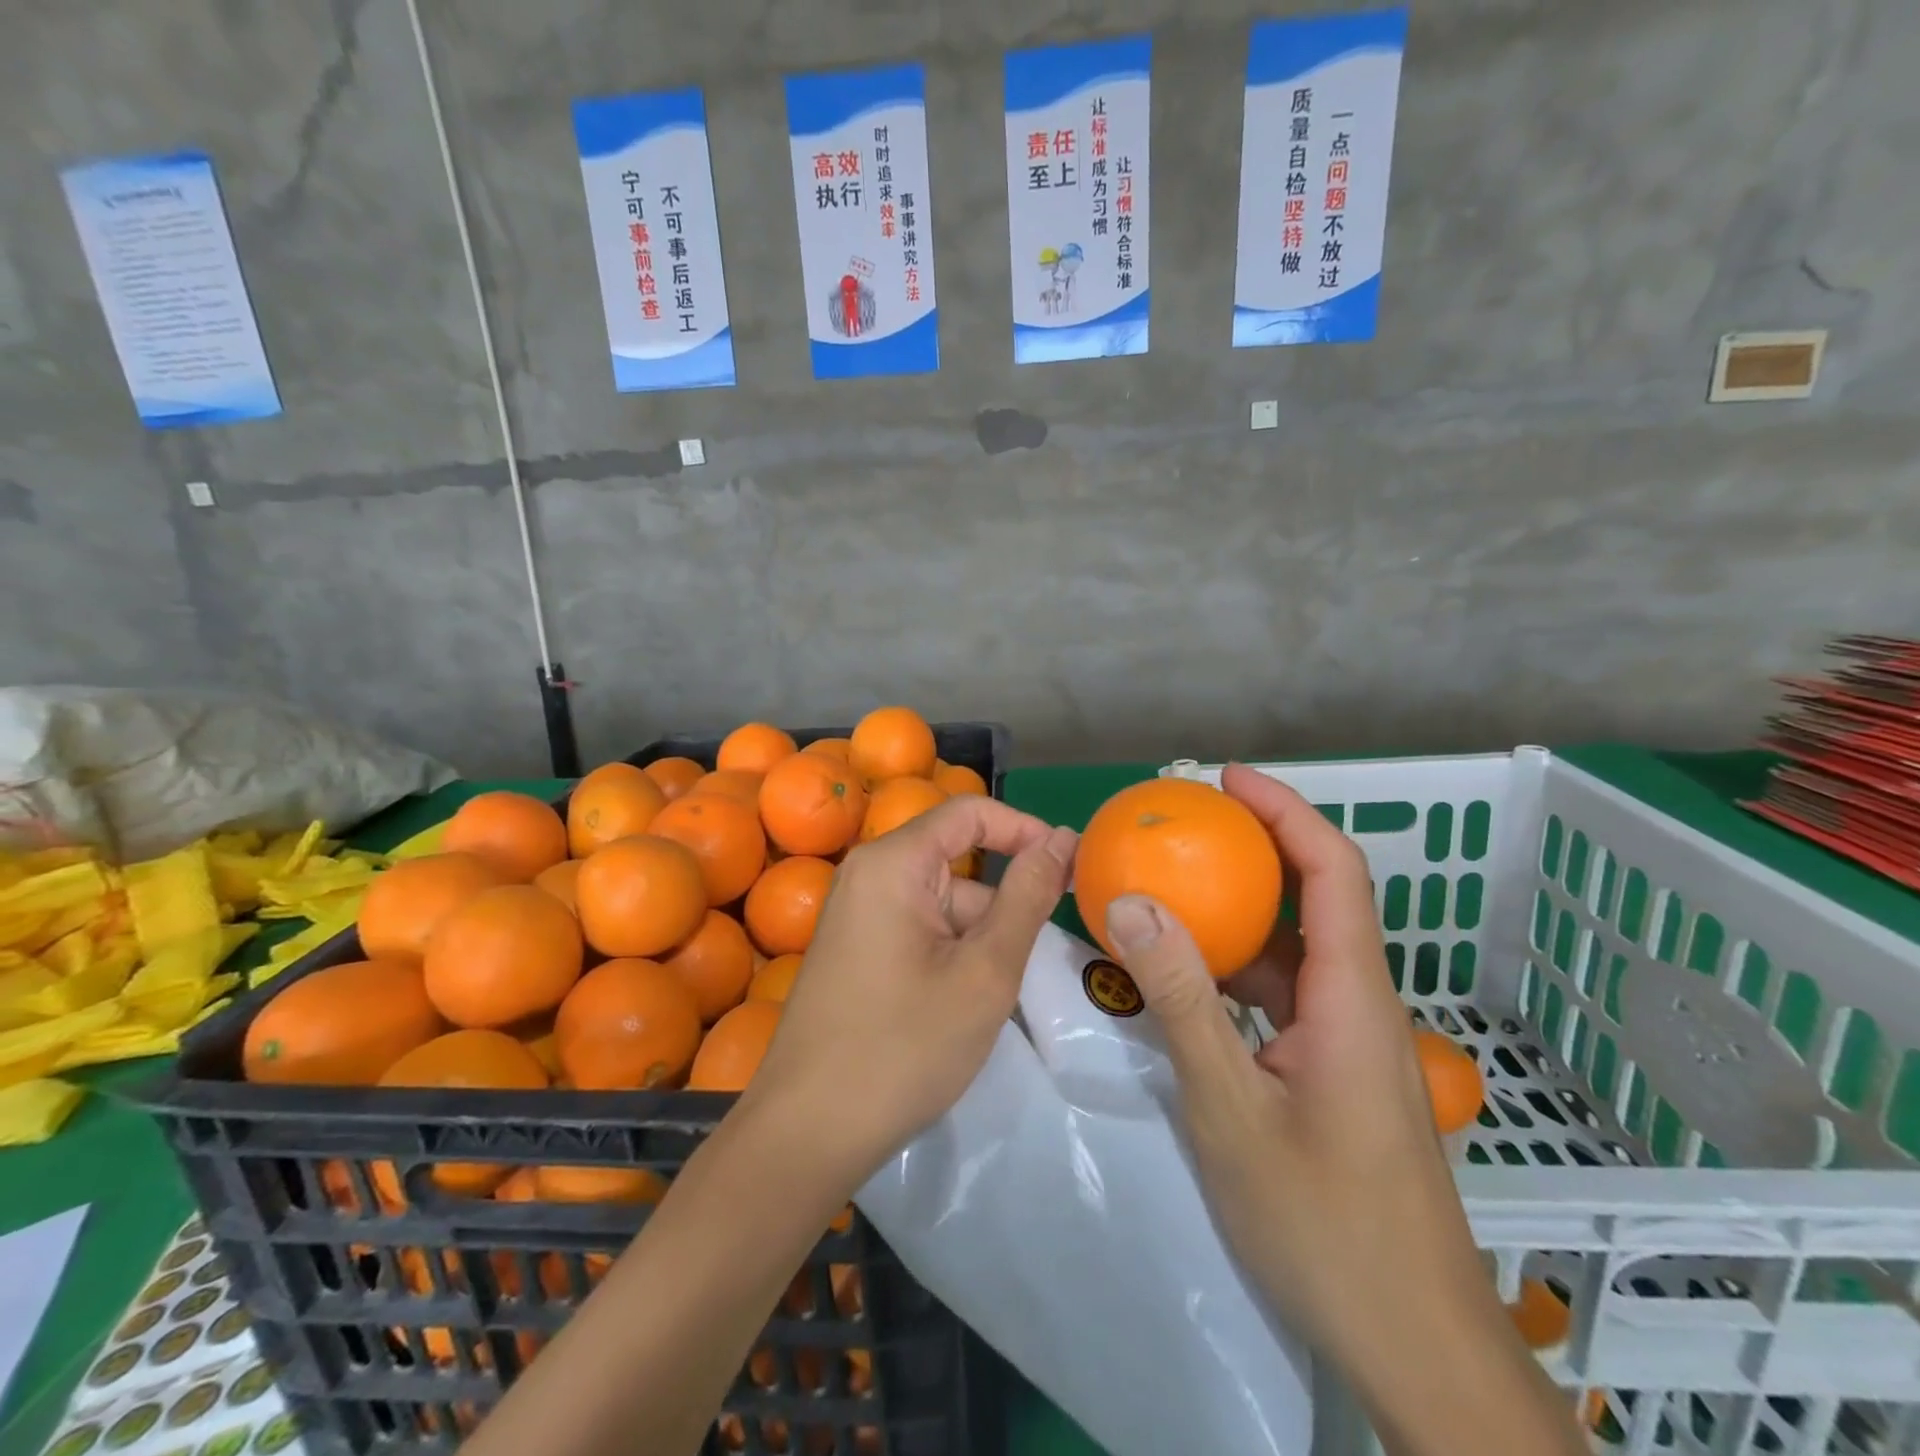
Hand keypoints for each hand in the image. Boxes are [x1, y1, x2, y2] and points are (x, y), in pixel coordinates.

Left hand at [746, 795, 1077, 1181]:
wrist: (807, 1132)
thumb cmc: (904, 1047)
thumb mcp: (985, 971)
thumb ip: (1027, 896)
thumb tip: (1061, 839)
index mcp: (893, 862)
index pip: (970, 813)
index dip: (1025, 831)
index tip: (1070, 869)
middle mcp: (867, 873)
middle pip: (955, 862)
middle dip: (1000, 904)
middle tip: (1025, 964)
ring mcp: (855, 912)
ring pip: (940, 903)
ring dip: (976, 938)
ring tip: (986, 1002)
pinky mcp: (853, 947)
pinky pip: (916, 928)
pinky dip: (949, 953)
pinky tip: (955, 1008)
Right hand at [1106, 765, 1581, 1453]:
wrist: (1414, 1347)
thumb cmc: (1325, 1225)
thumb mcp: (1230, 1108)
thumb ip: (1181, 1000)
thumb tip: (1132, 904)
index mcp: (1351, 996)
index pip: (1333, 870)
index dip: (1286, 810)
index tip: (1227, 780)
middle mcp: (1359, 1003)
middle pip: (1318, 897)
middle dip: (1257, 848)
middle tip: (1183, 829)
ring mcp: (1349, 1040)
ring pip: (1296, 949)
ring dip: (1240, 913)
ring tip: (1171, 891)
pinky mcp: (1334, 1071)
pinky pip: (1284, 994)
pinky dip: (1237, 968)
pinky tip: (1187, 977)